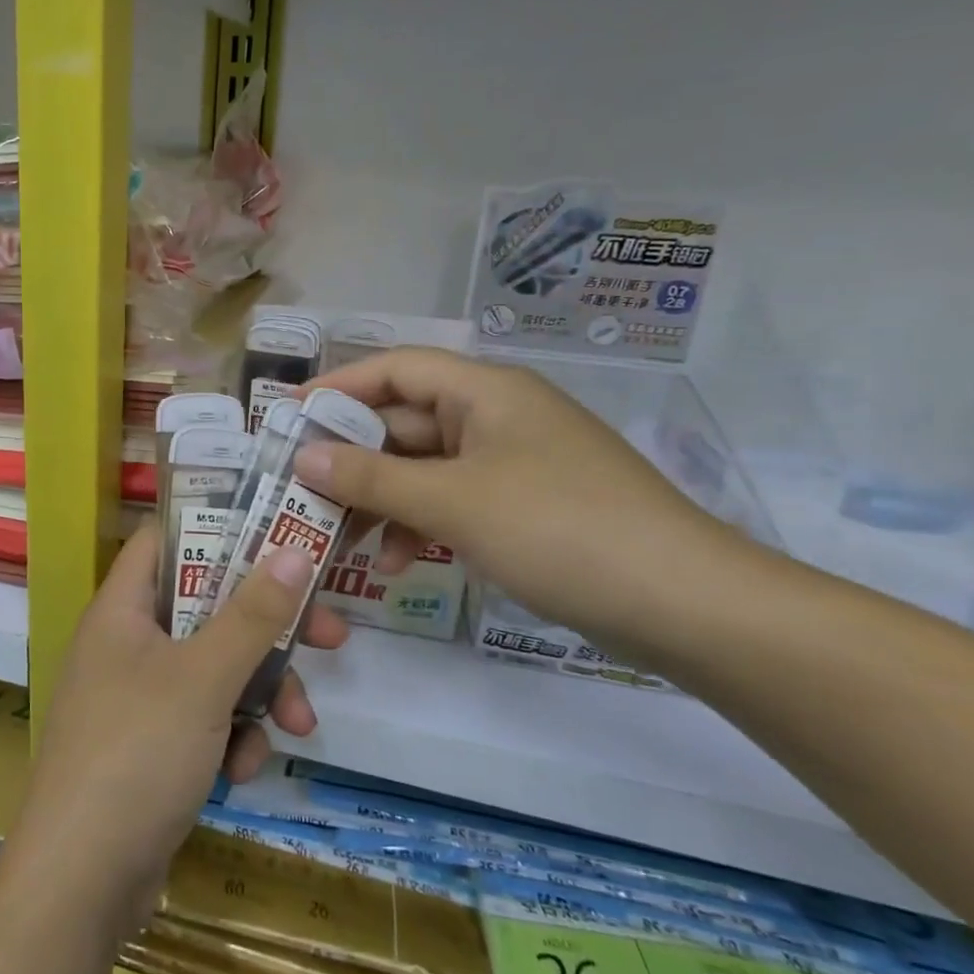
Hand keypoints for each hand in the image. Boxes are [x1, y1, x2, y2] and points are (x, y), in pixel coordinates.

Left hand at [1, 526, 348, 936]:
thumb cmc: (136, 755)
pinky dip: (231, 737)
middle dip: (267, 627)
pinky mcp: (152, 747)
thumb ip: (252, 614)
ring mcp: (138, 697)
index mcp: (121, 609)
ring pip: (215, 668)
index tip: (278, 533)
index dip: (218, 527)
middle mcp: (127, 644)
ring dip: (260, 693)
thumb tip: (295, 550)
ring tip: (299, 724)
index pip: (166, 539)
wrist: (79, 884)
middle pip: (207, 608)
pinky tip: (244, 772)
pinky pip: (204, 719)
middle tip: (328, 633)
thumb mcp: (203, 678)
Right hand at [294, 347, 745, 651]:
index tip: (288, 417)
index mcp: (484, 392)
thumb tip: (303, 458)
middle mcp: (495, 417)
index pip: (395, 368)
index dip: (338, 386)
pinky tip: (391, 562)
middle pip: (403, 422)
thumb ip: (370, 478)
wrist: (684, 605)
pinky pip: (451, 501)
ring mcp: (510, 464)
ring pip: (423, 468)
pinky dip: (416, 524)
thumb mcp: (452, 502)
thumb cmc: (558, 529)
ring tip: (335, 537)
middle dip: (351, 457)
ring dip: (378, 498)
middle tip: (299, 489)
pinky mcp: (522, 507)